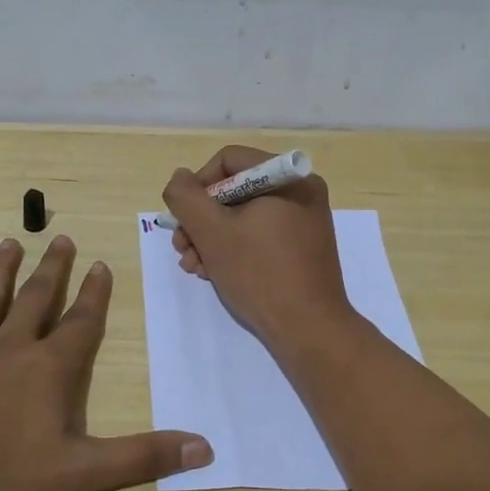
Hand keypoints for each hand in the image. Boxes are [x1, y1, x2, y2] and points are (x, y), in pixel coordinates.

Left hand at [0, 236, 211, 490]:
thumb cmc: (0, 480)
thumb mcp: (81, 474)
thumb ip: (142, 457)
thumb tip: (205, 447)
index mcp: (48, 369)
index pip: (80, 322)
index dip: (94, 294)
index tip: (101, 263)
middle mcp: (9, 347)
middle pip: (36, 299)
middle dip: (52, 269)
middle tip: (60, 239)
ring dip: (1, 270)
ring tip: (10, 242)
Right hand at [161, 146, 355, 350]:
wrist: (309, 329)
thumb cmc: (260, 273)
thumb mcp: (211, 232)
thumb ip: (186, 197)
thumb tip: (180, 178)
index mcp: (287, 177)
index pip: (228, 161)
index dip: (198, 187)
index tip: (185, 220)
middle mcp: (300, 192)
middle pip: (234, 190)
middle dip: (201, 220)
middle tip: (182, 249)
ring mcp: (304, 221)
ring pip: (243, 216)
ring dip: (211, 238)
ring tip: (194, 267)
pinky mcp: (302, 248)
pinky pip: (260, 235)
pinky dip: (234, 249)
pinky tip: (214, 273)